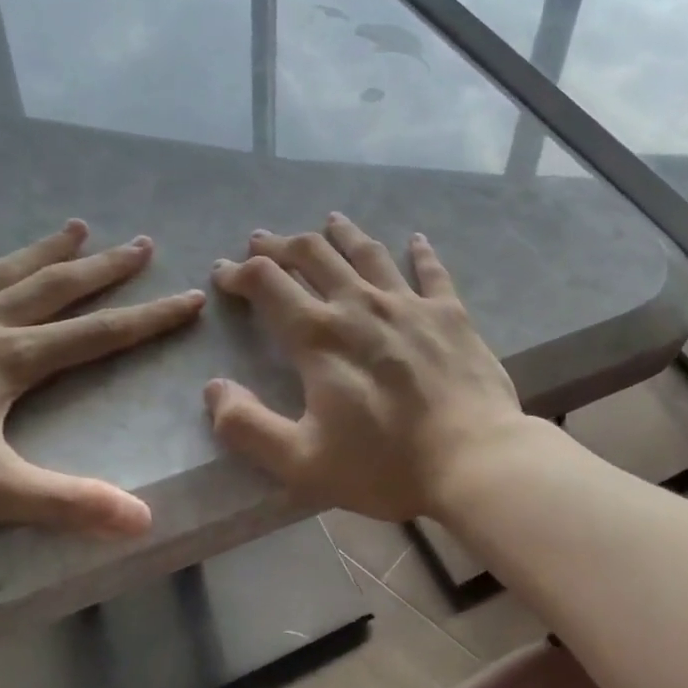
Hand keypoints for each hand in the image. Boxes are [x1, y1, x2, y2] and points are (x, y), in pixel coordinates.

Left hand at [0, 222, 204, 539]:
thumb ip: (68, 504)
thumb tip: (144, 521)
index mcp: (9, 362)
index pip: (99, 335)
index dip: (151, 318)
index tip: (192, 296)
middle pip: (55, 290)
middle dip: (105, 268)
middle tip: (143, 243)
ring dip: (39, 252)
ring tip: (74, 226)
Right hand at [204, 215, 527, 521]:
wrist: (473, 459)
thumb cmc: (386, 465)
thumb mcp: (302, 462)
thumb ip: (248, 426)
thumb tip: (214, 389)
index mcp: (319, 336)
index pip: (268, 283)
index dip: (239, 273)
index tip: (224, 274)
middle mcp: (360, 305)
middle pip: (314, 255)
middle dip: (282, 244)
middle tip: (264, 242)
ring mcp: (409, 304)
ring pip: (368, 252)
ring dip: (343, 234)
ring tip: (330, 221)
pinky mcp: (450, 313)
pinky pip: (431, 271)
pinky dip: (420, 252)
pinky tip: (416, 240)